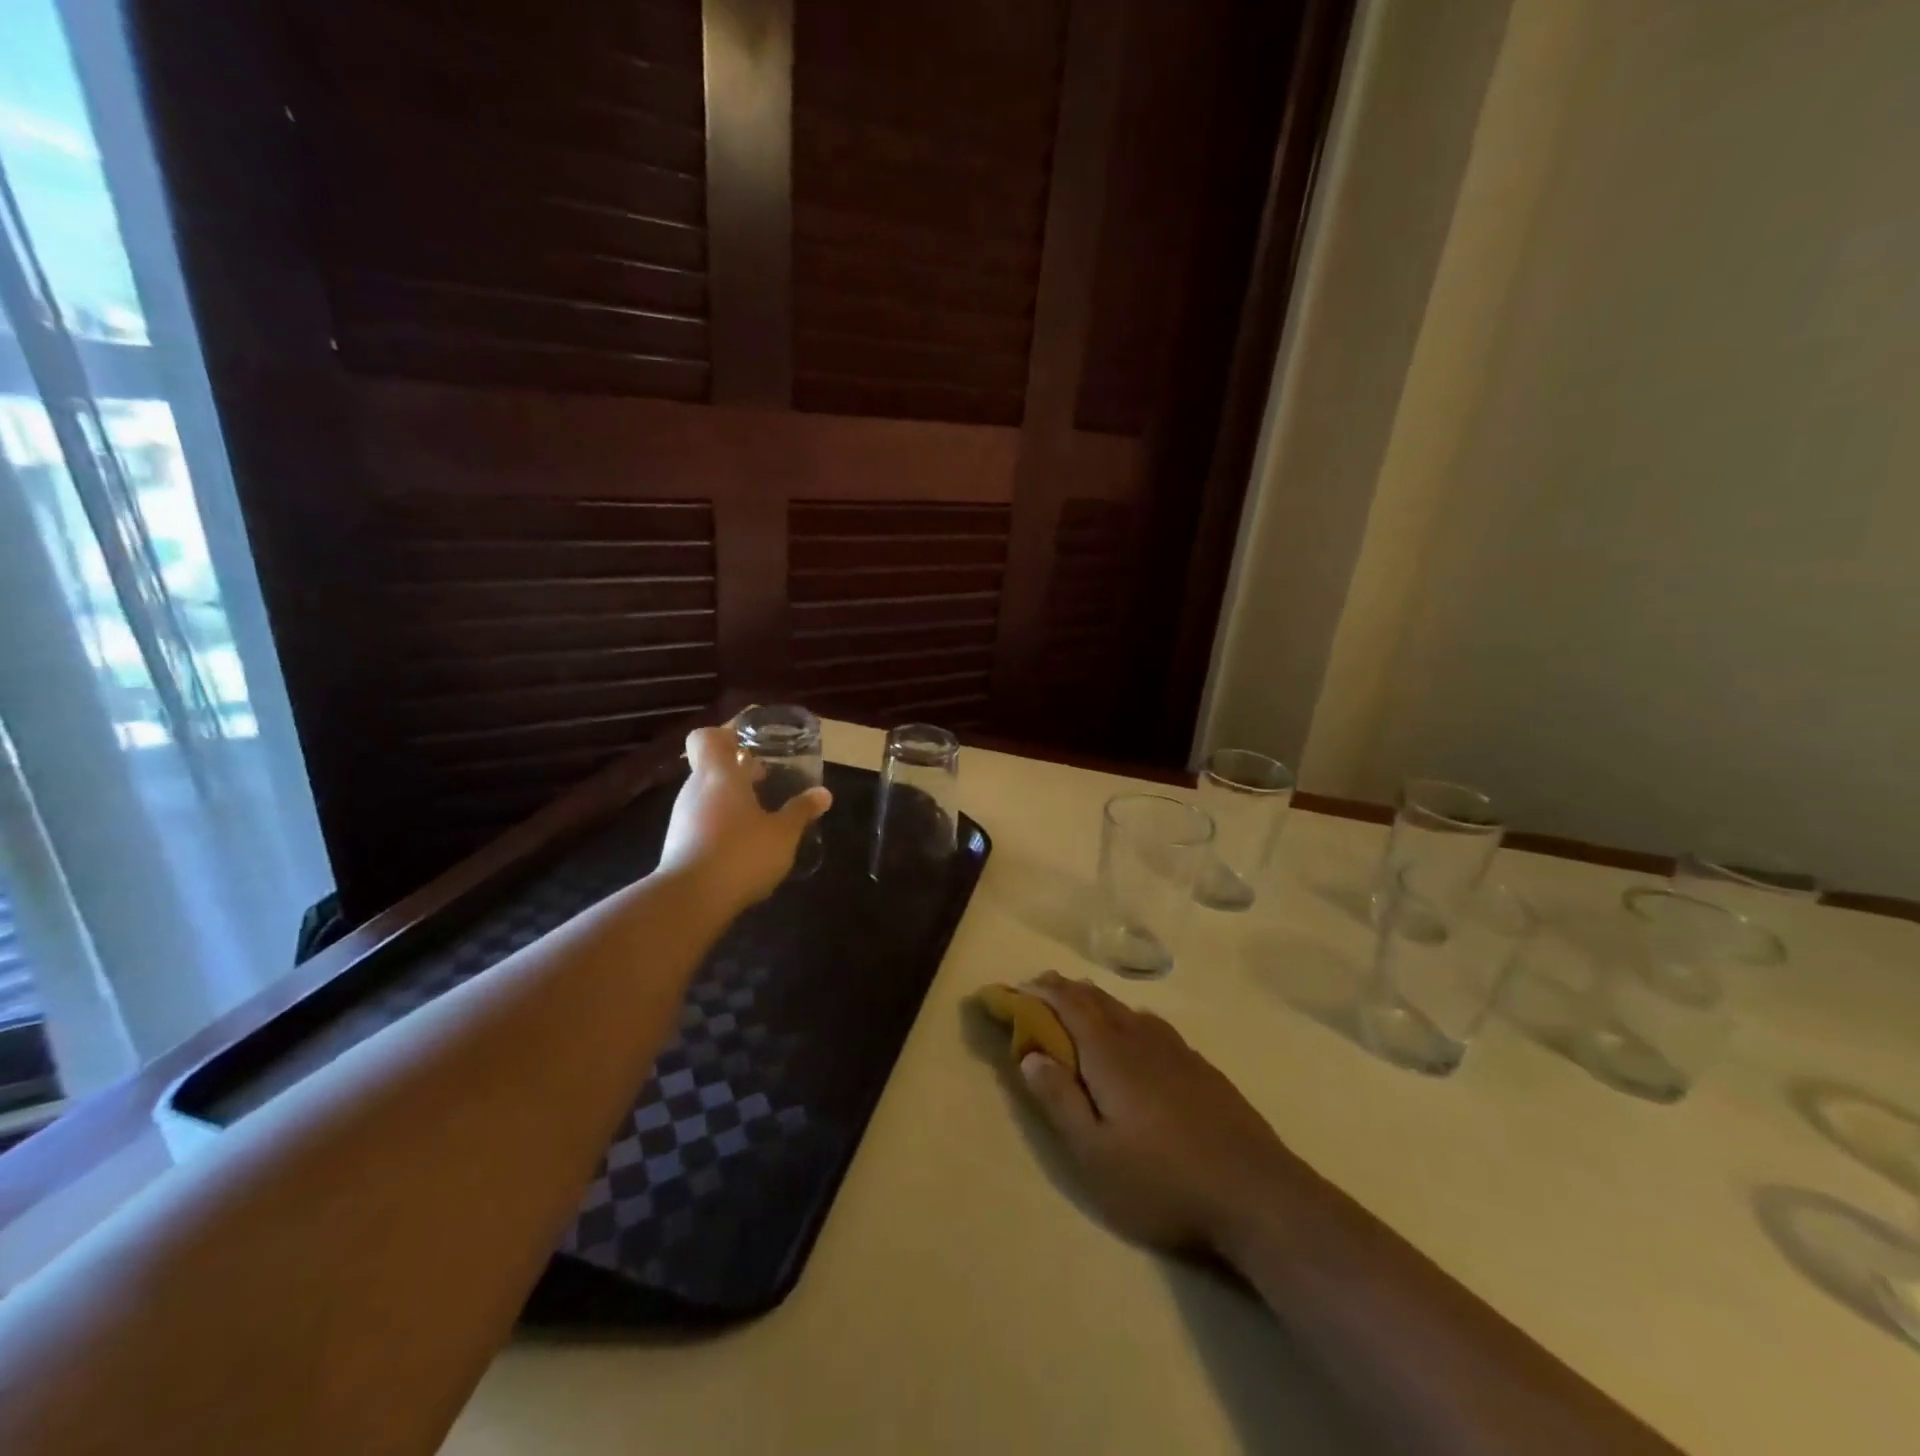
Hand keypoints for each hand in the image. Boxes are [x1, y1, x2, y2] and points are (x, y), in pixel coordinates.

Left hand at [655, 723, 831, 914]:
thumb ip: (801, 811)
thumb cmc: (741, 854)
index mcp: (719, 775)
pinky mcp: (678, 843)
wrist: (689, 900)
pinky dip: (721, 821)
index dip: (725, 735)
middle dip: (738, 769)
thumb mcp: (783, 834)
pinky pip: (702, 819)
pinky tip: (744, 842)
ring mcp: (682, 816)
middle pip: (711, 766)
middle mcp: (695, 789)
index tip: (749, 743)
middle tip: (767, 777)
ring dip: (731, 797)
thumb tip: (824, 793)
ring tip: (761, 812)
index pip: (707, 738)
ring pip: (707, 794)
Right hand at [1018, 973, 1300, 1254]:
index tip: (1014, 989)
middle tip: (1039, 990)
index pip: (1067, 1004)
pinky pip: (1150, 1024)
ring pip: (1125, 1008)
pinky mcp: (1200, 1066)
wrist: (1257, 1193)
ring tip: (1078, 1005)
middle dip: (1064, 989)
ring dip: (1094, 1001)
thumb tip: (1028, 1056)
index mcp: (1110, 1053)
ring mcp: (1175, 1049)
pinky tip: (1132, 1033)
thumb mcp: (1095, 1155)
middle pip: (1096, 999)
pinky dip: (1125, 1017)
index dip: (1039, 992)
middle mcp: (1140, 1037)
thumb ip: (1059, 1101)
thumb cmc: (1163, 1180)